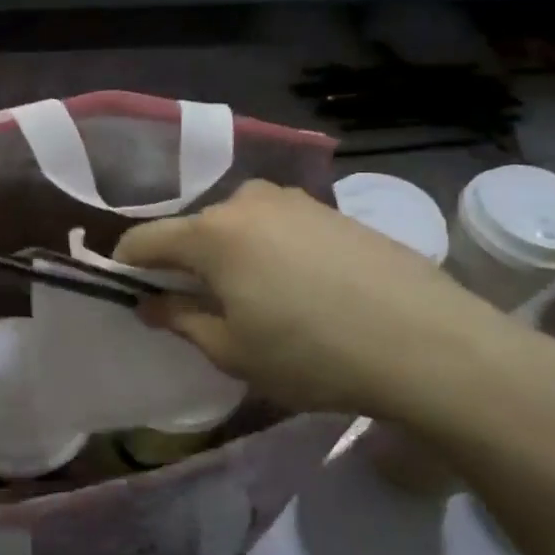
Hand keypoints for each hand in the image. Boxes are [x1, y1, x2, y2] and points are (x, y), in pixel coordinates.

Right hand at [113, 180, 554, 433]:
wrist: (429, 343)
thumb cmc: (312, 354)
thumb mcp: (232, 351)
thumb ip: (180, 320)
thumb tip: (151, 303)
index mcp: (211, 233)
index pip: (143, 240)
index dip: (126, 265)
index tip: (126, 290)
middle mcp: (245, 201)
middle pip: (192, 229)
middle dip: (183, 263)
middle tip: (197, 305)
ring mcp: (293, 200)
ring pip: (236, 225)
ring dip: (228, 254)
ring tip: (251, 297)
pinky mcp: (330, 209)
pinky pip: (276, 225)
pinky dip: (267, 249)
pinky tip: (297, 287)